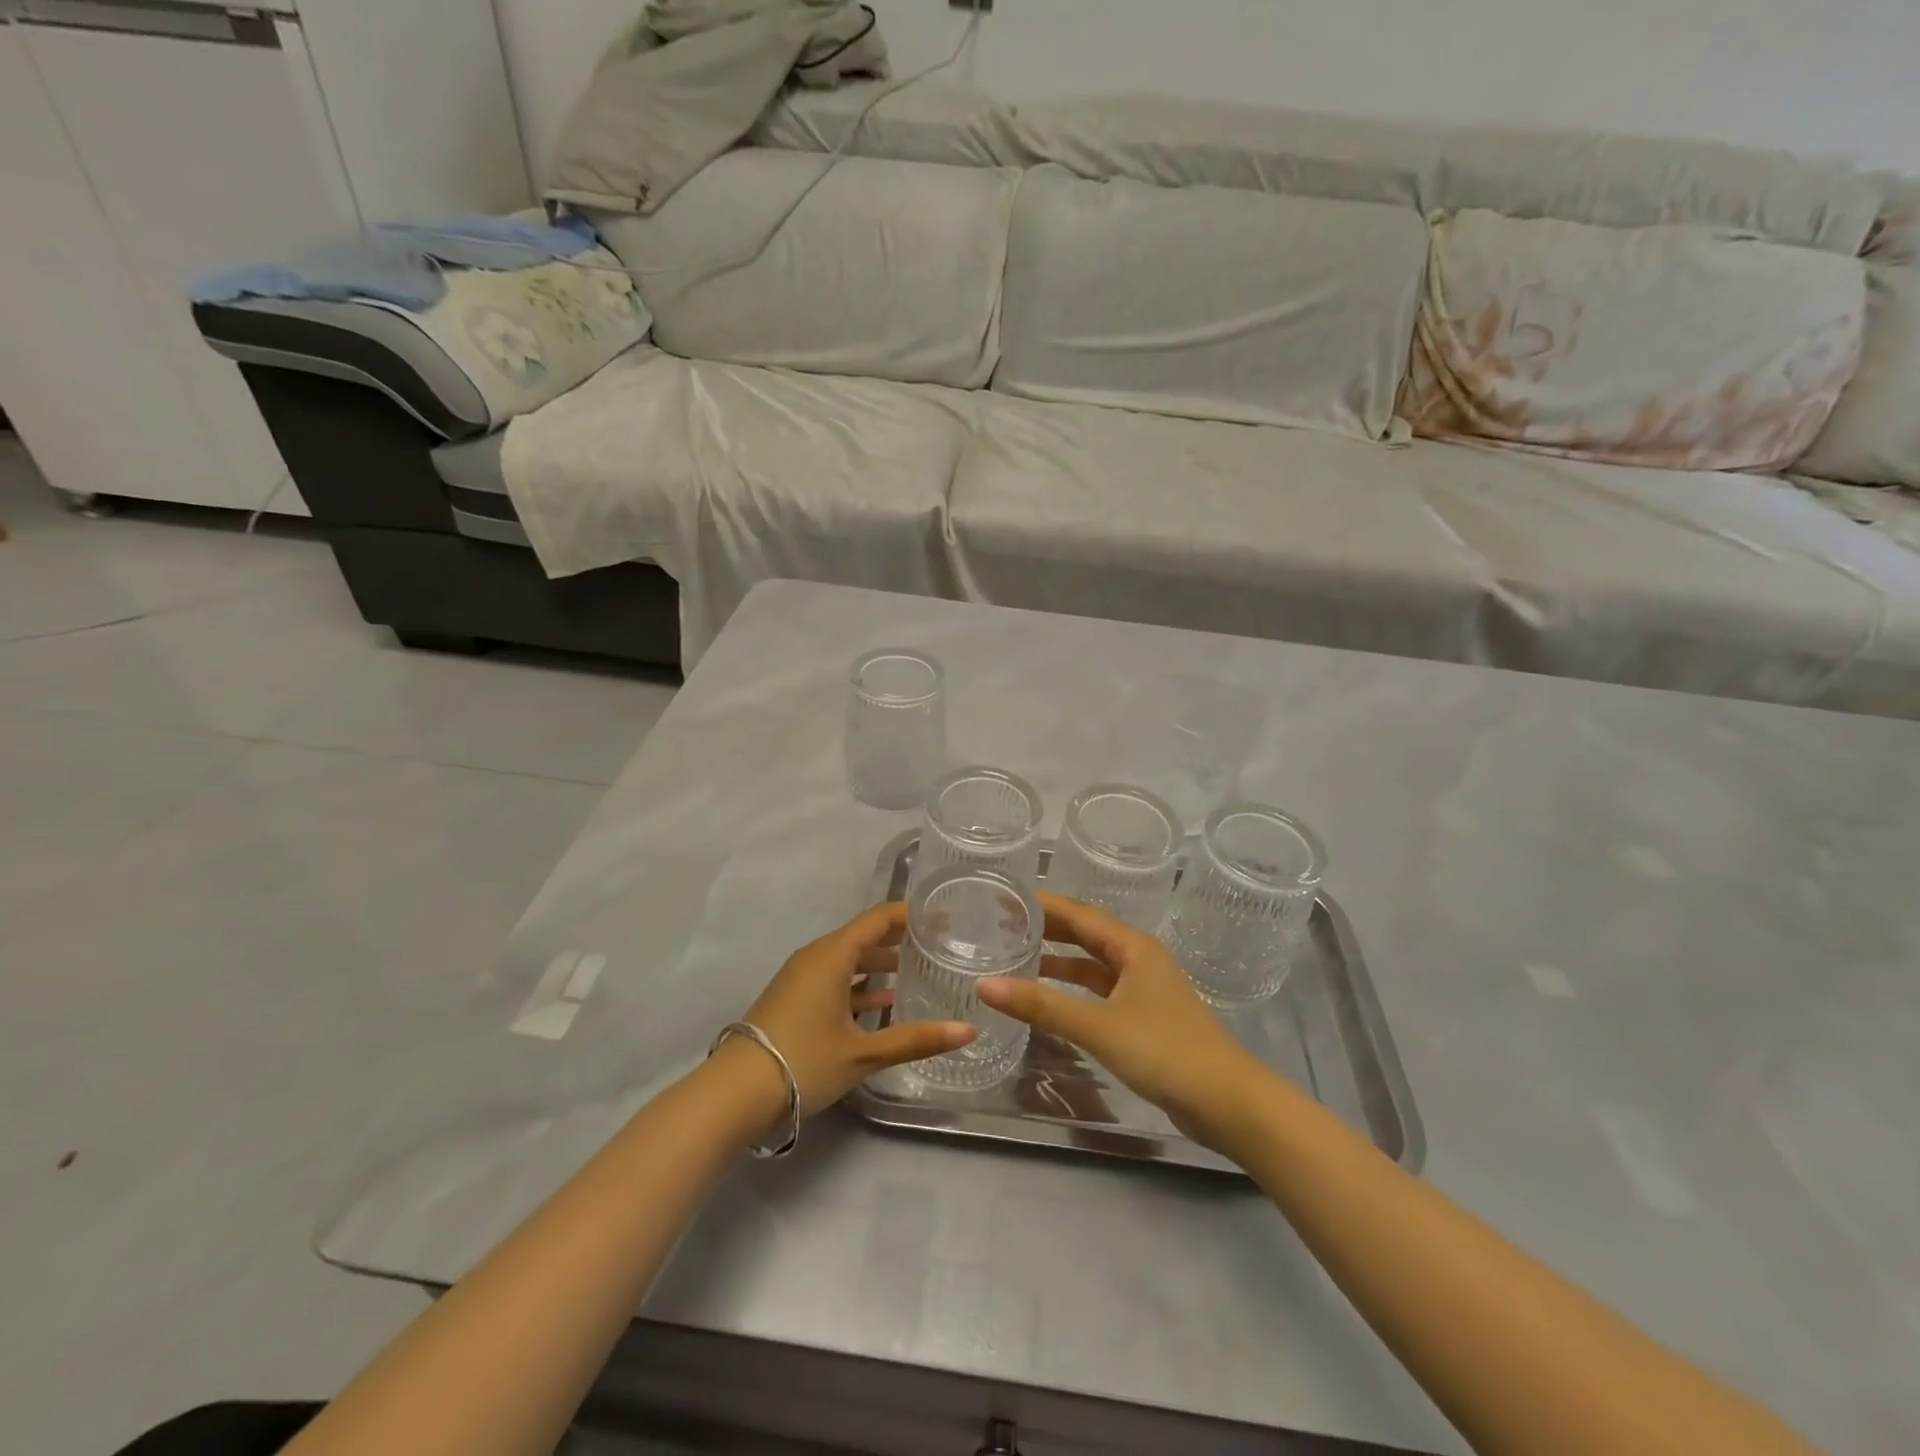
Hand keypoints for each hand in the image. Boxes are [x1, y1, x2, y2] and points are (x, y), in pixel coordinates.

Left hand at [734, 902, 975, 1116]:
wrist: (733, 1094)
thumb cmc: (802, 1061)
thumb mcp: (863, 1053)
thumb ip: (916, 1039)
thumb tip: (969, 1029)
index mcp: (833, 954)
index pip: (880, 918)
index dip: (913, 915)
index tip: (946, 917)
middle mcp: (817, 956)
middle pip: (866, 936)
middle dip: (902, 939)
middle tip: (940, 946)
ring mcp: (803, 978)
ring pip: (851, 960)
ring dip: (882, 964)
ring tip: (920, 973)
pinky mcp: (796, 999)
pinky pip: (836, 979)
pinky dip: (862, 985)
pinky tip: (885, 1004)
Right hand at [977, 893, 1271, 1148]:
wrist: (1227, 1102)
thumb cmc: (1164, 1050)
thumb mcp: (1097, 1026)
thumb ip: (1041, 1006)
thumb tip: (984, 985)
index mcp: (1133, 948)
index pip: (1080, 914)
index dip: (1043, 905)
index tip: (1007, 898)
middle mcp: (1138, 960)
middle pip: (1086, 935)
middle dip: (1048, 929)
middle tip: (1003, 925)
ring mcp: (1144, 990)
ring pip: (1093, 965)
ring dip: (1059, 961)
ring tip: (1017, 958)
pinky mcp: (1145, 1019)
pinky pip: (1100, 992)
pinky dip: (1074, 990)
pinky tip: (1050, 999)